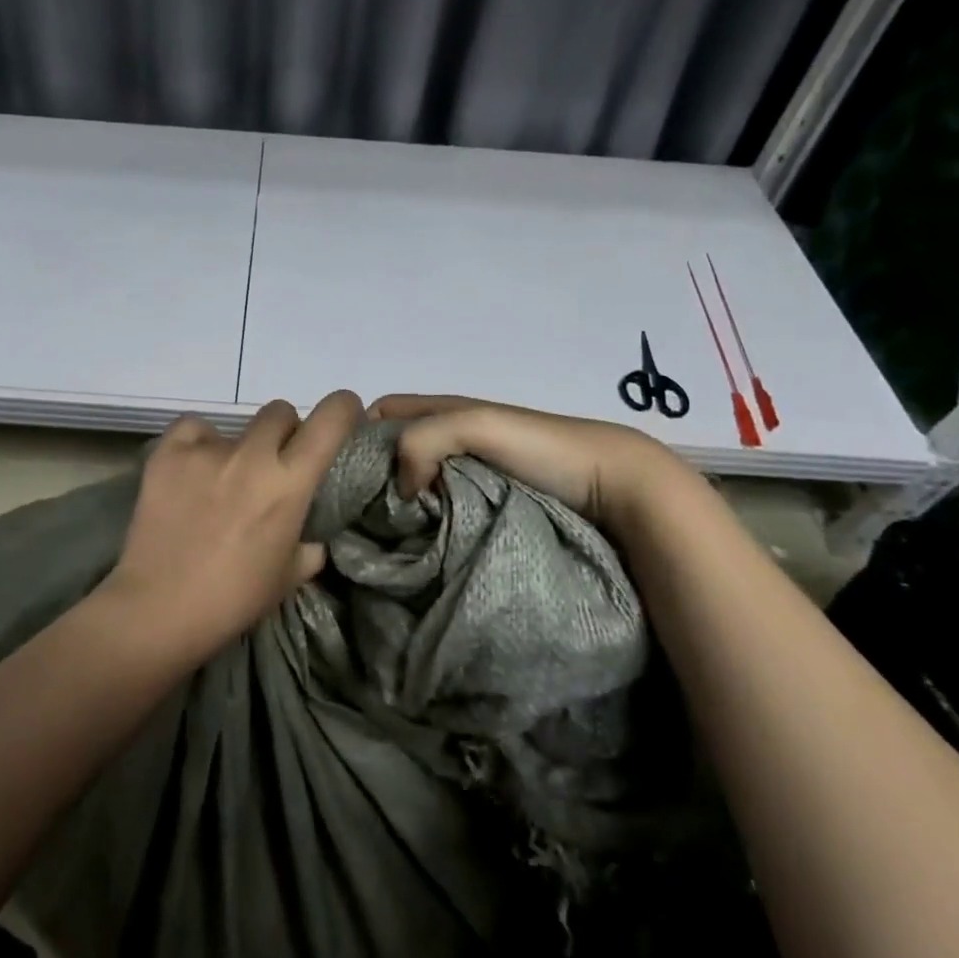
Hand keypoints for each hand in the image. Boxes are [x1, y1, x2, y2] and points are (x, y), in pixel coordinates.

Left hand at [101, 391, 362, 664]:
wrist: (157, 609)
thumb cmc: (233, 599)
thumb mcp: (290, 576)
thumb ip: (310, 542)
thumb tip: (312, 530)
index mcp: (290, 483)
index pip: (330, 419)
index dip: (343, 408)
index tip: (343, 414)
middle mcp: (252, 454)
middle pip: (280, 412)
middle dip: (284, 433)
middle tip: (273, 464)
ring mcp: (207, 449)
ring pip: (236, 425)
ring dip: (240, 447)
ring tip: (222, 481)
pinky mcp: (169, 451)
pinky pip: (194, 428)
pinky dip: (198, 444)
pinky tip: (192, 471)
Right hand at [366, 394, 695, 532]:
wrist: (615, 484)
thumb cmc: (542, 447)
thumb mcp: (475, 423)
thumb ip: (423, 439)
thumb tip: (400, 489)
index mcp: (445, 410)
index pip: (382, 413)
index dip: (359, 434)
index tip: (342, 473)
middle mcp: (452, 439)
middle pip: (395, 451)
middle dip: (374, 475)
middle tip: (357, 513)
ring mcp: (471, 476)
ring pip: (417, 483)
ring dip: (399, 505)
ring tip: (382, 537)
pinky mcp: (487, 509)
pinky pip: (442, 512)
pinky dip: (425, 525)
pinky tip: (416, 547)